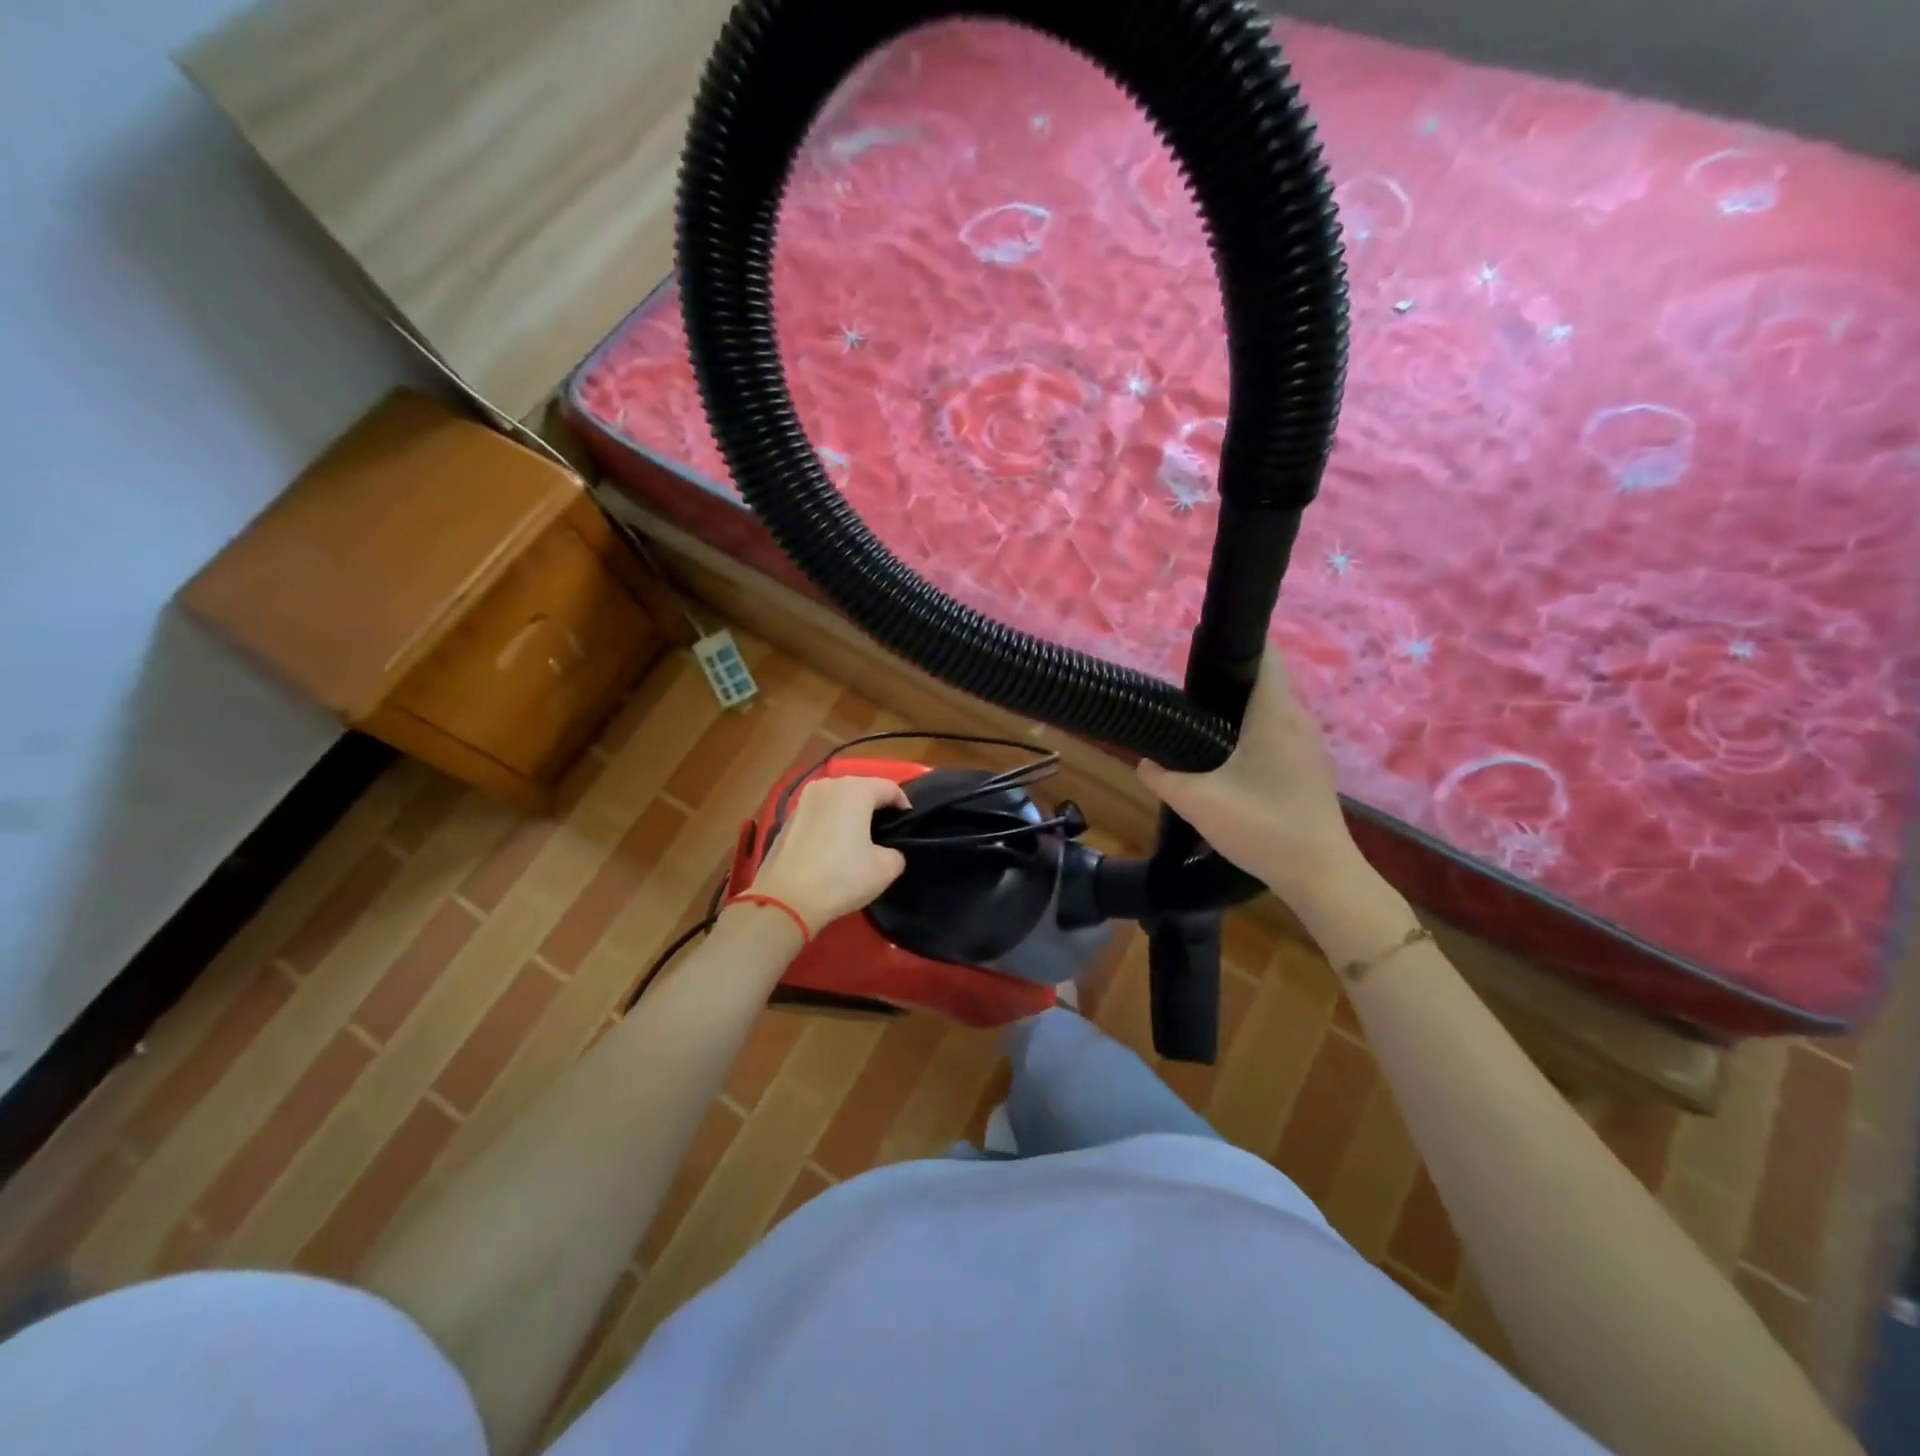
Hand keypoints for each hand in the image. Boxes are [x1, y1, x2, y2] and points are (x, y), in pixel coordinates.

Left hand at [750, 776, 910, 932]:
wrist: (785, 899)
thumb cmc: (841, 877)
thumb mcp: (886, 869)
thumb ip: (896, 852)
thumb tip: (888, 851)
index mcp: (855, 790)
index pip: (890, 788)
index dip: (903, 806)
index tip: (907, 828)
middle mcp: (828, 785)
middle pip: (862, 789)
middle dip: (876, 807)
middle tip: (885, 832)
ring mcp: (803, 801)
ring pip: (837, 800)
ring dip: (850, 814)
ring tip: (858, 839)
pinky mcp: (787, 819)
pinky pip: (819, 814)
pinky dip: (830, 823)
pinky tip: (832, 848)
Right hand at [1138, 647, 1363, 904]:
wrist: (1320, 874)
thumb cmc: (1261, 826)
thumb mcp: (1197, 802)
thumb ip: (1162, 778)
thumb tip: (1146, 763)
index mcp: (1274, 713)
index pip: (1263, 654)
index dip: (1233, 644)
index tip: (1198, 651)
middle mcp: (1298, 719)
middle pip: (1265, 680)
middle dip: (1227, 681)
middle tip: (1187, 695)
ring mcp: (1310, 744)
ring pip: (1272, 709)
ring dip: (1240, 710)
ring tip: (1202, 725)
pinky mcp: (1312, 768)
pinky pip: (1280, 733)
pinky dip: (1254, 733)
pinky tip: (1230, 759)